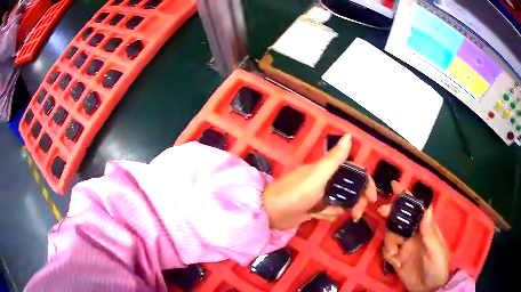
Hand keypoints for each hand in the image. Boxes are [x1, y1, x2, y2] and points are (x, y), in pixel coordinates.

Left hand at [262, 134, 376, 229]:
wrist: (271, 213)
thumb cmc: (295, 193)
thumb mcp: (317, 176)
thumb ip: (334, 158)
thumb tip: (349, 136)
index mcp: (329, 169)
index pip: (356, 173)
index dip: (367, 184)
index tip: (372, 199)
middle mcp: (328, 180)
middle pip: (352, 190)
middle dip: (355, 203)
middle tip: (355, 215)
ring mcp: (322, 195)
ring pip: (342, 204)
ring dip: (335, 211)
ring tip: (321, 212)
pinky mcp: (317, 207)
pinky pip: (331, 213)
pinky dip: (325, 216)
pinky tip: (314, 215)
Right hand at [379, 181, 448, 291]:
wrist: (428, 289)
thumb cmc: (437, 265)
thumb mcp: (435, 249)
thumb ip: (429, 232)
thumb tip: (426, 208)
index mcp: (425, 228)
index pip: (416, 208)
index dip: (406, 197)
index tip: (395, 185)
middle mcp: (414, 234)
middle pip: (399, 218)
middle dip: (391, 213)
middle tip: (382, 211)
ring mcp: (405, 246)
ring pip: (391, 235)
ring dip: (389, 241)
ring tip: (394, 253)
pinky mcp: (397, 258)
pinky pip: (387, 251)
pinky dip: (388, 255)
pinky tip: (396, 263)